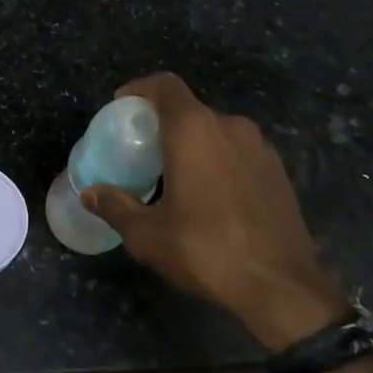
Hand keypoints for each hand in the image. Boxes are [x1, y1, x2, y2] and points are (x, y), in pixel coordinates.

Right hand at [82, 73, 348, 350]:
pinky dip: (218, 161)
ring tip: (174, 175)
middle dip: (163, 123)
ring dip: (193, 144)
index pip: (165, 85)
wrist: (282, 287)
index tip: (121, 106)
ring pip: (216, 131)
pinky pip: (238, 152)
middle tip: (142, 150)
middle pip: (190, 110)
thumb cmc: (206, 250)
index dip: (140, 89)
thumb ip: (116, 207)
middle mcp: (230, 127)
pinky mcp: (278, 172)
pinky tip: (209, 195)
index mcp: (194, 130)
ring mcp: (260, 148)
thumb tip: (90, 194)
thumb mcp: (147, 235)